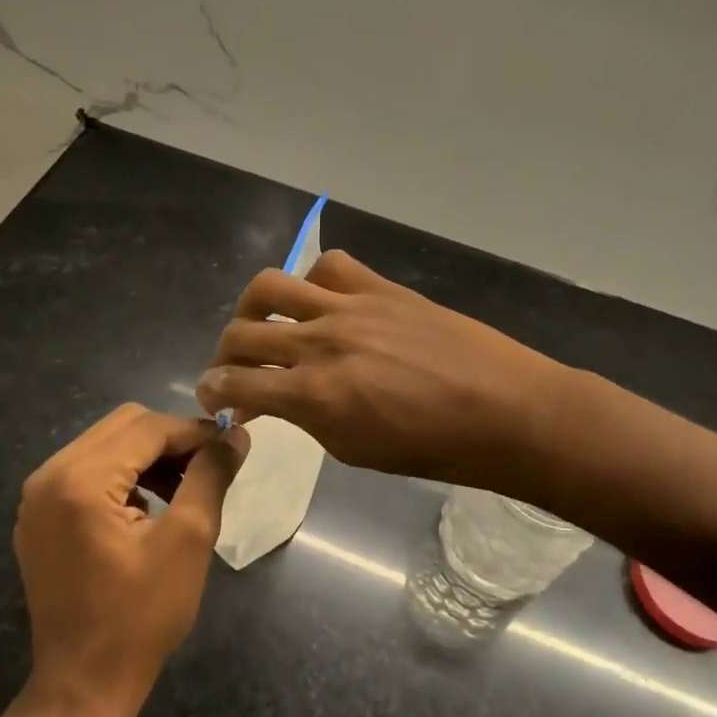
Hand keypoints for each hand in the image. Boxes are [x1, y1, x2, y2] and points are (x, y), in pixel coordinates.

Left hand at [14, 405, 247, 716]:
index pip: (148, 427)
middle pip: (123, 426)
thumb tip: (236, 433)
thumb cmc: (141, 617)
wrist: (82, 686)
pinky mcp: (39, 515)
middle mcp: (49, 475)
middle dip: (171, 440)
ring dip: (148, 456)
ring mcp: (38, 496)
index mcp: (81, 479)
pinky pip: (87, 470)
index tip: (231, 448)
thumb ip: (211, 476)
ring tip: (183, 489)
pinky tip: (148, 506)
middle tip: (207, 470)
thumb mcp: (188, 540)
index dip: (195, 432)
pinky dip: (124, 475)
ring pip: (106, 444)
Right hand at [195, 251, 566, 495]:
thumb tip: (286, 398)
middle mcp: (320, 343)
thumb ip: (309, 417)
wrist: (504, 410)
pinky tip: (323, 302)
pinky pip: (330, 267)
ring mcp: (350, 307)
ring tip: (261, 322)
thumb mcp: (355, 449)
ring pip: (272, 285)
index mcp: (313, 395)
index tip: (211, 395)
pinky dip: (314, 281)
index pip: (236, 385)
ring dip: (252, 307)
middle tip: (233, 368)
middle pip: (242, 333)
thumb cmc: (434, 449)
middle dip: (223, 354)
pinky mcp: (380, 288)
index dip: (213, 391)